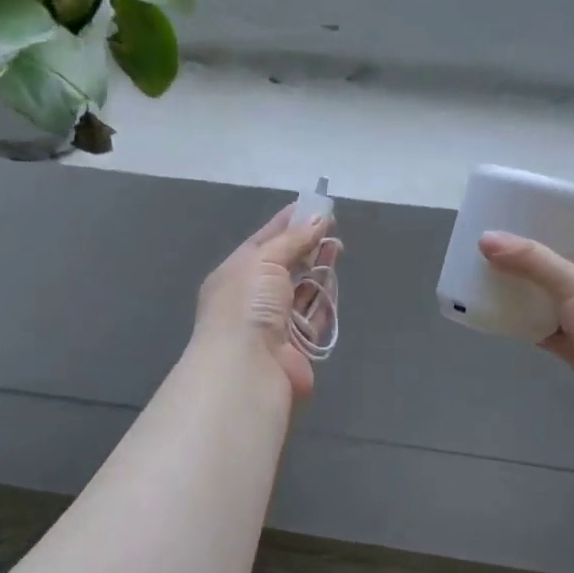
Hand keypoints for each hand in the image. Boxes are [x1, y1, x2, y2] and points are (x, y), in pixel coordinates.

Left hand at [191, 206, 338, 397]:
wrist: (248, 366)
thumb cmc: (247, 304)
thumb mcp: (264, 260)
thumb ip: (292, 239)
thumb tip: (318, 217)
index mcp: (234, 274)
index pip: (263, 242)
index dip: (287, 223)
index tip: (312, 206)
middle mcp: (252, 298)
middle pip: (284, 265)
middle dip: (306, 245)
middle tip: (331, 225)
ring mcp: (274, 323)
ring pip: (301, 290)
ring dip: (318, 268)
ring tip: (338, 246)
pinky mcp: (297, 344)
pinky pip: (314, 315)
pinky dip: (324, 298)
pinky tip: (335, 278)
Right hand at [479, 233, 573, 430]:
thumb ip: (530, 261)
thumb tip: (485, 238)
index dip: (546, 234)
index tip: (510, 232)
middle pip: (560, 272)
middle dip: (529, 268)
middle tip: (490, 258)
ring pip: (553, 305)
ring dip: (527, 299)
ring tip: (489, 286)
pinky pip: (550, 333)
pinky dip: (530, 328)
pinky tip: (503, 321)